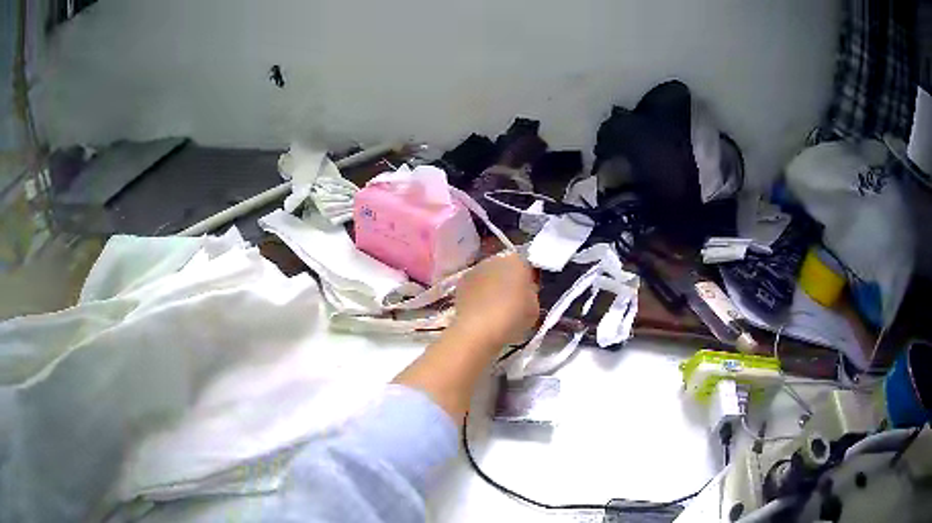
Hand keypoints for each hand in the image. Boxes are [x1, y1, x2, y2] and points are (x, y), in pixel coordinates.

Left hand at [452, 252, 539, 347]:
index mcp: (518, 261)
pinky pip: (475, 285)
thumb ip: (531, 293)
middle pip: (506, 267)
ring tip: (495, 306)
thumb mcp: (535, 307)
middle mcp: (496, 259)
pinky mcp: (461, 282)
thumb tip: (525, 291)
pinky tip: (481, 310)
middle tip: (513, 300)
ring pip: (489, 275)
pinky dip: (478, 293)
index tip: (530, 293)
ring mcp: (475, 269)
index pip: (527, 265)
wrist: (479, 330)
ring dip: (492, 285)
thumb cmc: (513, 316)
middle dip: (509, 280)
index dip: (529, 279)